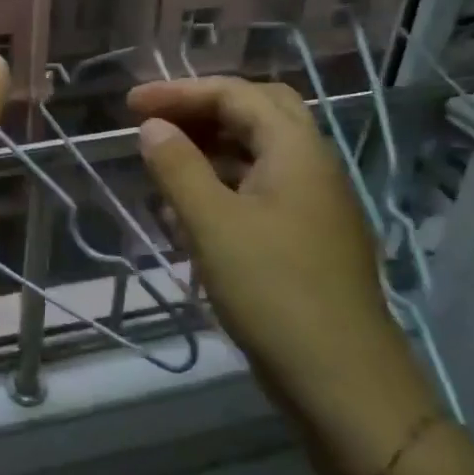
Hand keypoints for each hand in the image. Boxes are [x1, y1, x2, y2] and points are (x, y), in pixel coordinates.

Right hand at [128, 77, 440, 474]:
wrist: (343, 382)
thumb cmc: (273, 292)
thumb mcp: (211, 224)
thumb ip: (177, 167)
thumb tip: (152, 126)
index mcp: (297, 151)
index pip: (236, 95)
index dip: (179, 92)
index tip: (130, 104)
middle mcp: (313, 166)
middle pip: (257, 113)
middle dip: (202, 110)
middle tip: (156, 121)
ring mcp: (316, 204)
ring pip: (259, 153)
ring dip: (210, 147)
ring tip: (163, 162)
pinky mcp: (309, 237)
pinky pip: (261, 189)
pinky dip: (223, 183)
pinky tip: (189, 210)